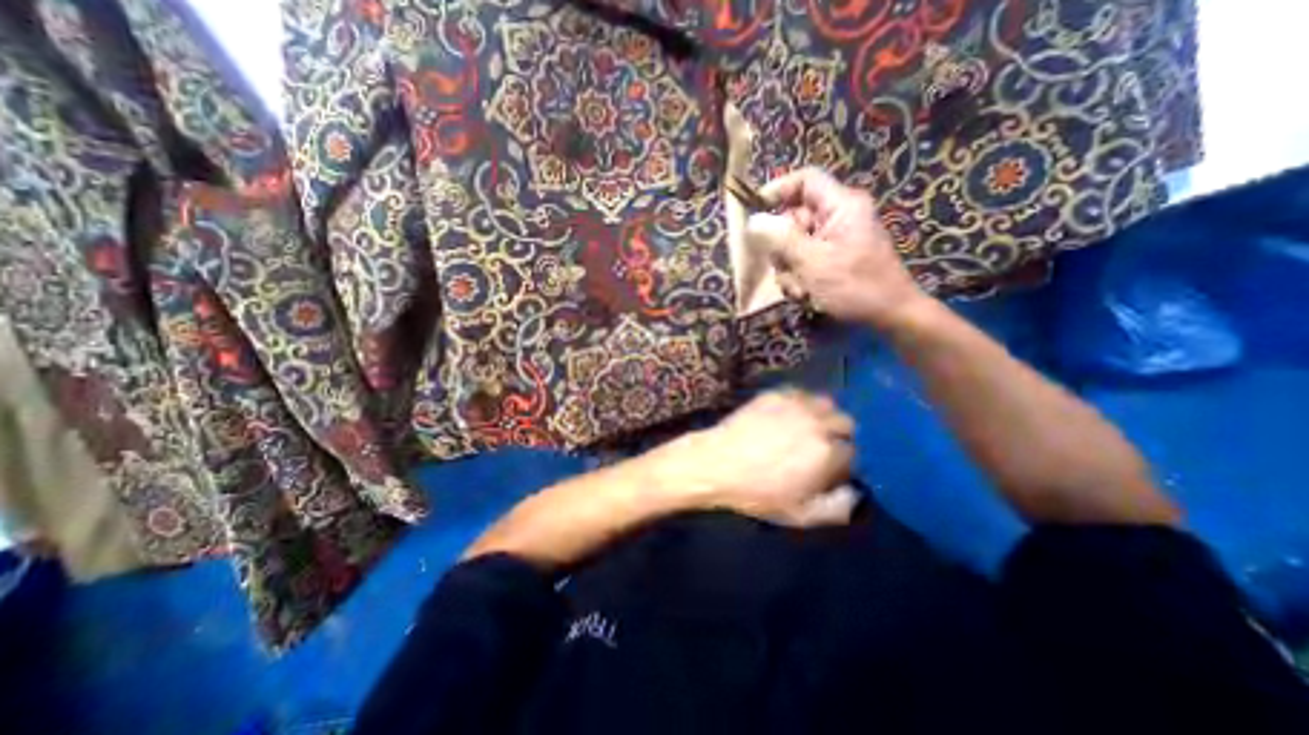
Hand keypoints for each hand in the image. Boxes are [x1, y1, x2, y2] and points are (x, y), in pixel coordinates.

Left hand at [642, 391, 862, 528]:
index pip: (855, 452)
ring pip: (826, 403)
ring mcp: (795, 405)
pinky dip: (803, 403)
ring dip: (824, 415)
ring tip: (809, 427)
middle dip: (840, 436)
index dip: (845, 462)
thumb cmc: (757, 493)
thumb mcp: (799, 515)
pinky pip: (801, 393)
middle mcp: (817, 423)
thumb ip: (837, 508)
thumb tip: (856, 493)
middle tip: (823, 447)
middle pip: (846, 423)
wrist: (717, 463)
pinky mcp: (775, 394)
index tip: (832, 468)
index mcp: (827, 453)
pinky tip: (790, 415)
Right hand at [745, 165, 929, 329]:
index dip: (777, 190)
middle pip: (793, 219)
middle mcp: (837, 217)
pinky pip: (804, 261)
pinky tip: (806, 294)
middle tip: (783, 268)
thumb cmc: (855, 286)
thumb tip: (753, 221)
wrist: (889, 316)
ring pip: (794, 245)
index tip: (754, 212)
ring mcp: (834, 240)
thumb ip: (781, 239)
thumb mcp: (813, 262)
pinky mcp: (832, 259)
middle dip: (782, 247)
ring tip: (801, 289)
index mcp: (841, 205)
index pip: (805, 180)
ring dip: (790, 269)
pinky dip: (799, 278)